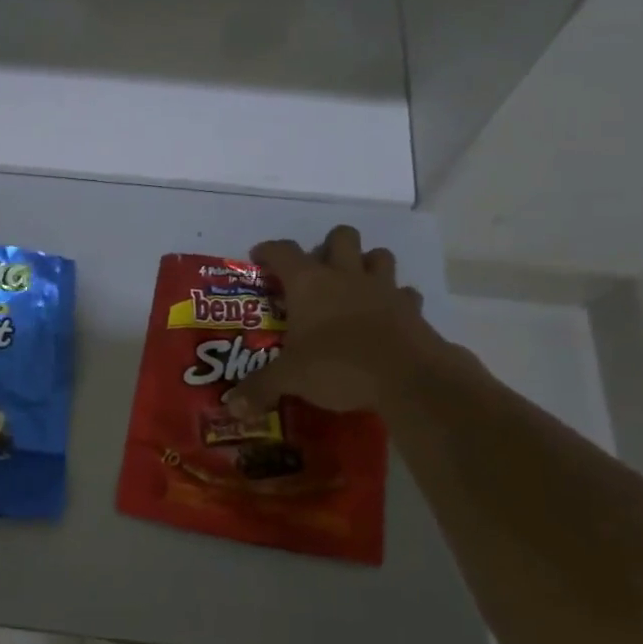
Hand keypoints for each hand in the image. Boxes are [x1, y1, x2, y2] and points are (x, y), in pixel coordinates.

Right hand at [224, 226, 452, 417]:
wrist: (407, 377)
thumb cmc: (338, 366)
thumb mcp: (290, 379)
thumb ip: (260, 388)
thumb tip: (231, 407)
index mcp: (309, 283)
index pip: (282, 252)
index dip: (268, 250)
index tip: (258, 257)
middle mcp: (345, 275)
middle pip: (340, 236)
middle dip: (328, 247)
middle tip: (317, 272)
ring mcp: (383, 288)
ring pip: (378, 255)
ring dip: (366, 263)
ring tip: (355, 285)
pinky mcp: (411, 308)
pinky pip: (405, 292)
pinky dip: (396, 299)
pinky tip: (387, 315)